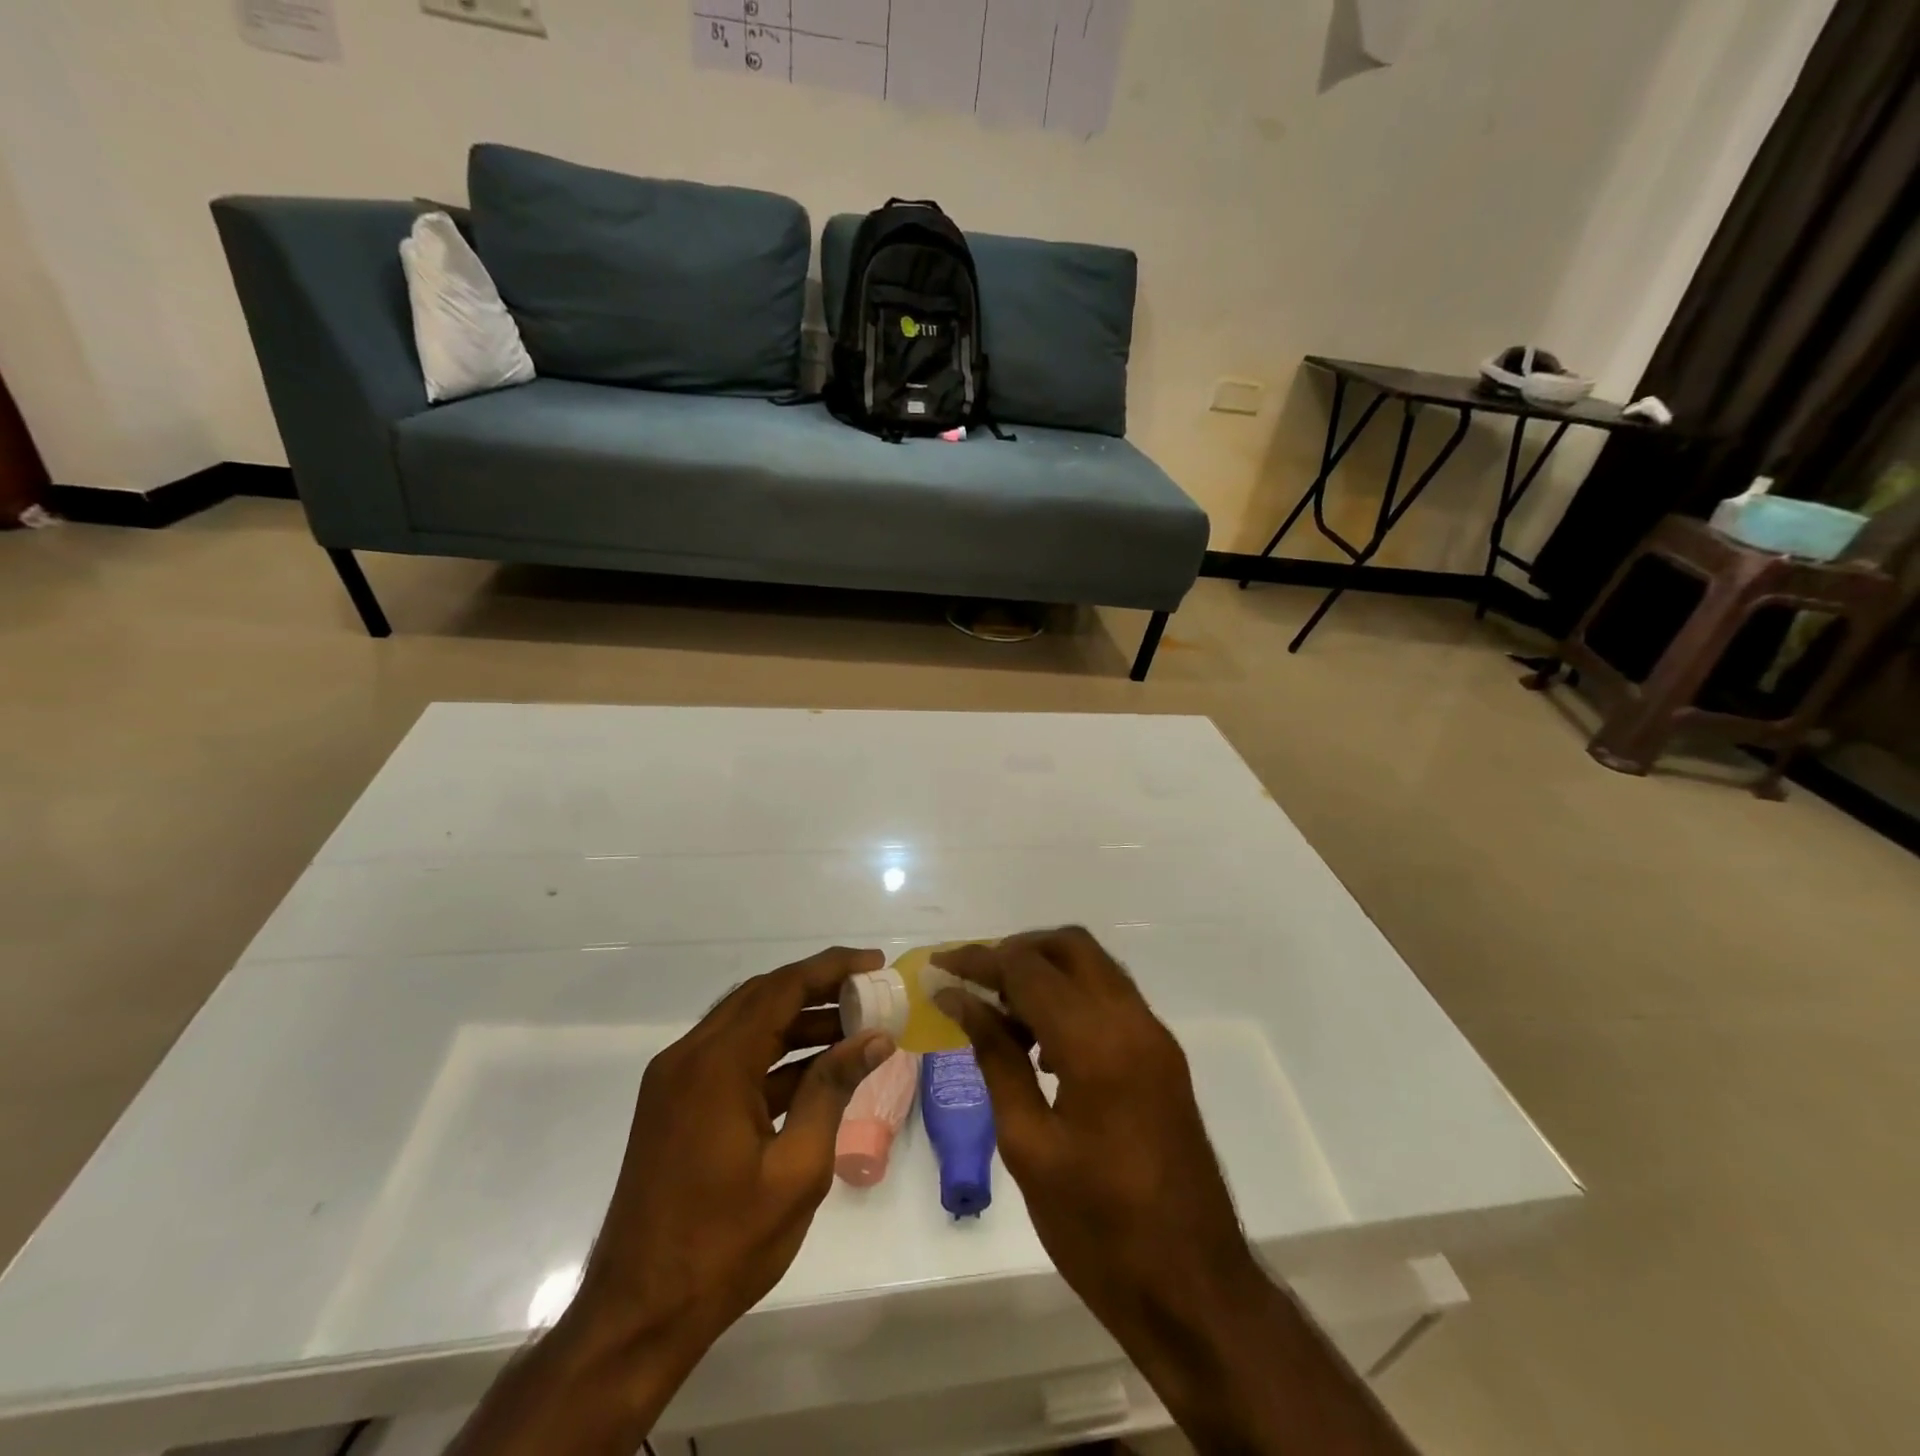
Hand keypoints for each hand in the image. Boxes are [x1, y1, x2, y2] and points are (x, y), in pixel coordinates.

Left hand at [569, 946, 895, 1363]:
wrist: (637, 1316)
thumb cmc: (724, 1245)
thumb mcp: (797, 1169)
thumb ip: (832, 1090)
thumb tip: (874, 1038)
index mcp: (715, 1064)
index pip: (782, 988)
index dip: (831, 968)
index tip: (874, 963)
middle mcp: (689, 1057)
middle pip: (762, 997)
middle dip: (818, 988)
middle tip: (868, 991)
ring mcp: (677, 1081)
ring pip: (747, 1025)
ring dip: (798, 1021)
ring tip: (854, 1029)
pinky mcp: (676, 1105)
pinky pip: (732, 1058)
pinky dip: (775, 1055)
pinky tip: (817, 1070)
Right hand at [934, 931, 1415, 1455]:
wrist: (1193, 1288)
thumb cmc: (1098, 1229)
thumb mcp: (1028, 1145)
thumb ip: (996, 1058)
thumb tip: (961, 1001)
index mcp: (1097, 1043)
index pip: (1028, 970)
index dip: (978, 960)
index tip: (939, 966)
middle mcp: (1133, 1021)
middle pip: (1070, 946)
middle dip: (1017, 951)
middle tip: (974, 982)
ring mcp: (1155, 1036)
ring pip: (1094, 968)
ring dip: (1046, 972)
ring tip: (1000, 1014)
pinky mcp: (1162, 1057)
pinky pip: (1111, 999)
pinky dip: (1072, 998)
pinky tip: (1041, 1044)